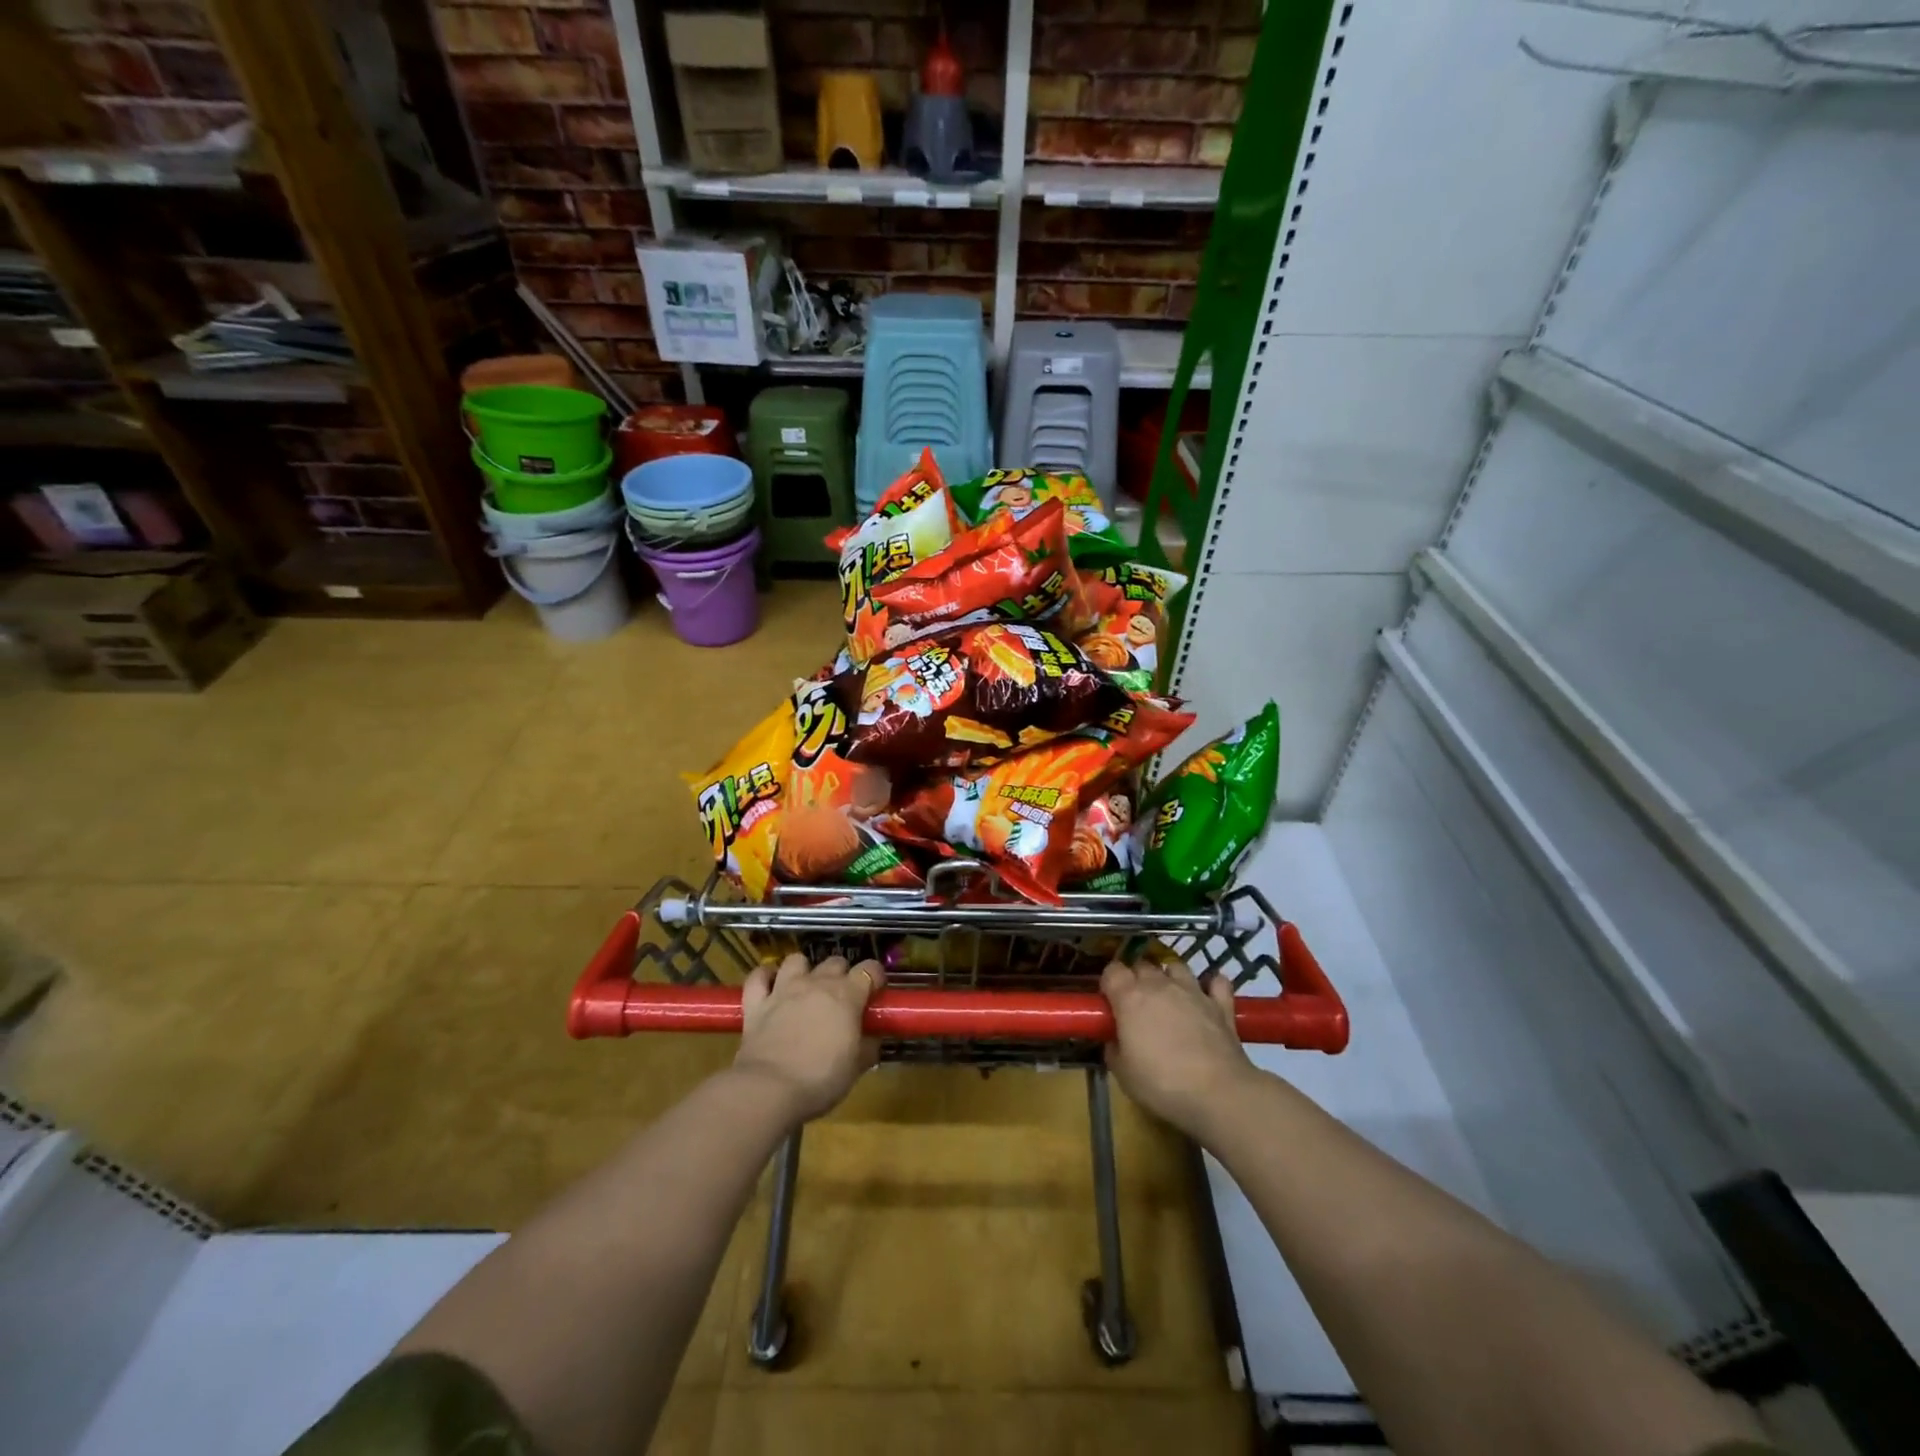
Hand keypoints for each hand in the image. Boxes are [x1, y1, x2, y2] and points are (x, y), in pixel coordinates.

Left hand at [734, 953, 882, 1122]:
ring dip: (804, 970)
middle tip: (842, 999)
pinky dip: (764, 977)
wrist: (770, 1090)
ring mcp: (784, 989)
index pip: (870, 969)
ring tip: (806, 988)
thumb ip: (868, 1048)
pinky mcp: (756, 1003)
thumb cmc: (821, 1079)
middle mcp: (816, 983)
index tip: (875, 993)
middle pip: (835, 961)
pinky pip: (758, 977)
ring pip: (797, 960)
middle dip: (842, 975)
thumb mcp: (856, 1068)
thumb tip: (873, 1040)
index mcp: (847, 995)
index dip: (875, 978)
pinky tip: (770, 986)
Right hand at [1102, 958, 1258, 1140]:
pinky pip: (1217, 982)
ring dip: (1169, 977)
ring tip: (1169, 997)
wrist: (1217, 1094)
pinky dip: (1211, 985)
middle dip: (1136, 978)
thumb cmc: (1161, 1083)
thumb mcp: (1122, 1073)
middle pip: (1142, 965)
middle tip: (1136, 1005)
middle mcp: (1160, 985)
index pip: (1112, 971)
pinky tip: (1207, 996)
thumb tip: (1115, 1040)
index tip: (1109, 1002)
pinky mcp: (1221, 1004)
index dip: (1109, 983)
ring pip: (1176, 966)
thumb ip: (1113, 1049)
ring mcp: (1193, 991)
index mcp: (1130, 997)